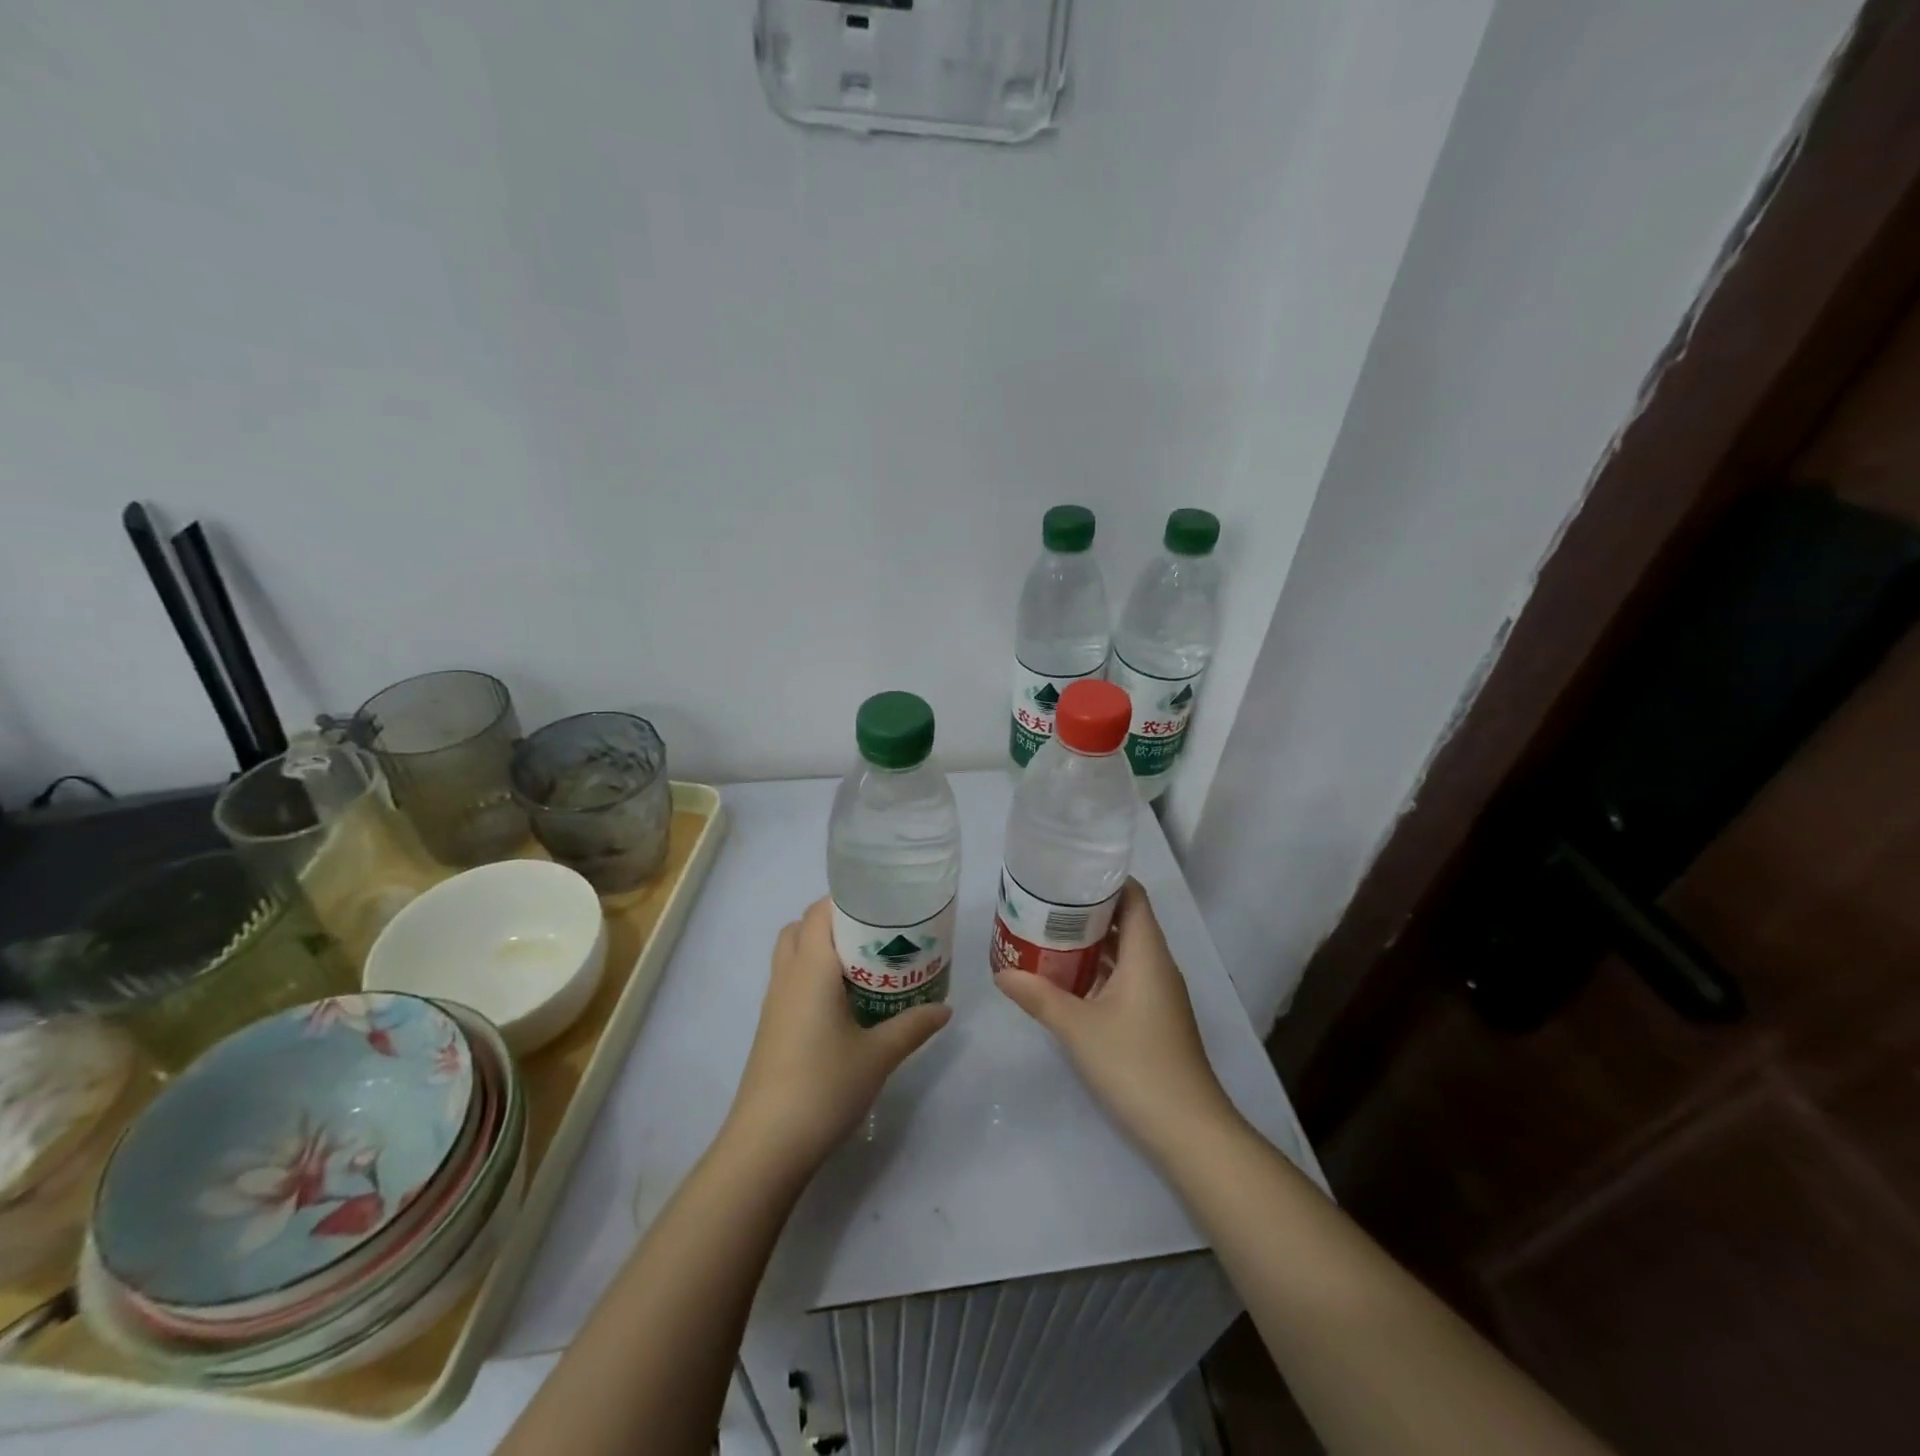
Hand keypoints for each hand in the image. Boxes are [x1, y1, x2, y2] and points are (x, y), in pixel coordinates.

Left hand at [725, 898, 951, 1175]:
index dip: (848, 900)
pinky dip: (813, 975)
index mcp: (810, 968)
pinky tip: (844, 1003)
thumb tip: (945, 1008)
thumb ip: (913, 1025)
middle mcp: (787, 976)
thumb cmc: (824, 1086)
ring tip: (864, 965)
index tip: (883, 905)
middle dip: (836, 922)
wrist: (767, 1144)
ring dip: (822, 948)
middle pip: (802, 926)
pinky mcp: (771, 1026)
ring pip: (793, 953)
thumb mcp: (879, 1055)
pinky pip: (791, 980)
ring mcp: (774, 1002)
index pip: (820, 911)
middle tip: (876, 935)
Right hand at [995, 880, 1237, 1157]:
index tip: (1066, 873)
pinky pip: (1124, 977)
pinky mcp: (1154, 1018)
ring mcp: (1158, 993)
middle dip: (1086, 910)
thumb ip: (1038, 996)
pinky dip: (1098, 971)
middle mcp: (1156, 965)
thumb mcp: (1077, 1027)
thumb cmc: (1135, 1064)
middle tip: (1042, 903)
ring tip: (1046, 934)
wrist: (1188, 1130)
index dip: (1103, 879)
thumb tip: (1001, 972)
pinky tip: (1065, 980)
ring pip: (1123, 952)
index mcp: (1147, 953)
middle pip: (1125, 920)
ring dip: (1090, 943)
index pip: (1132, 896)